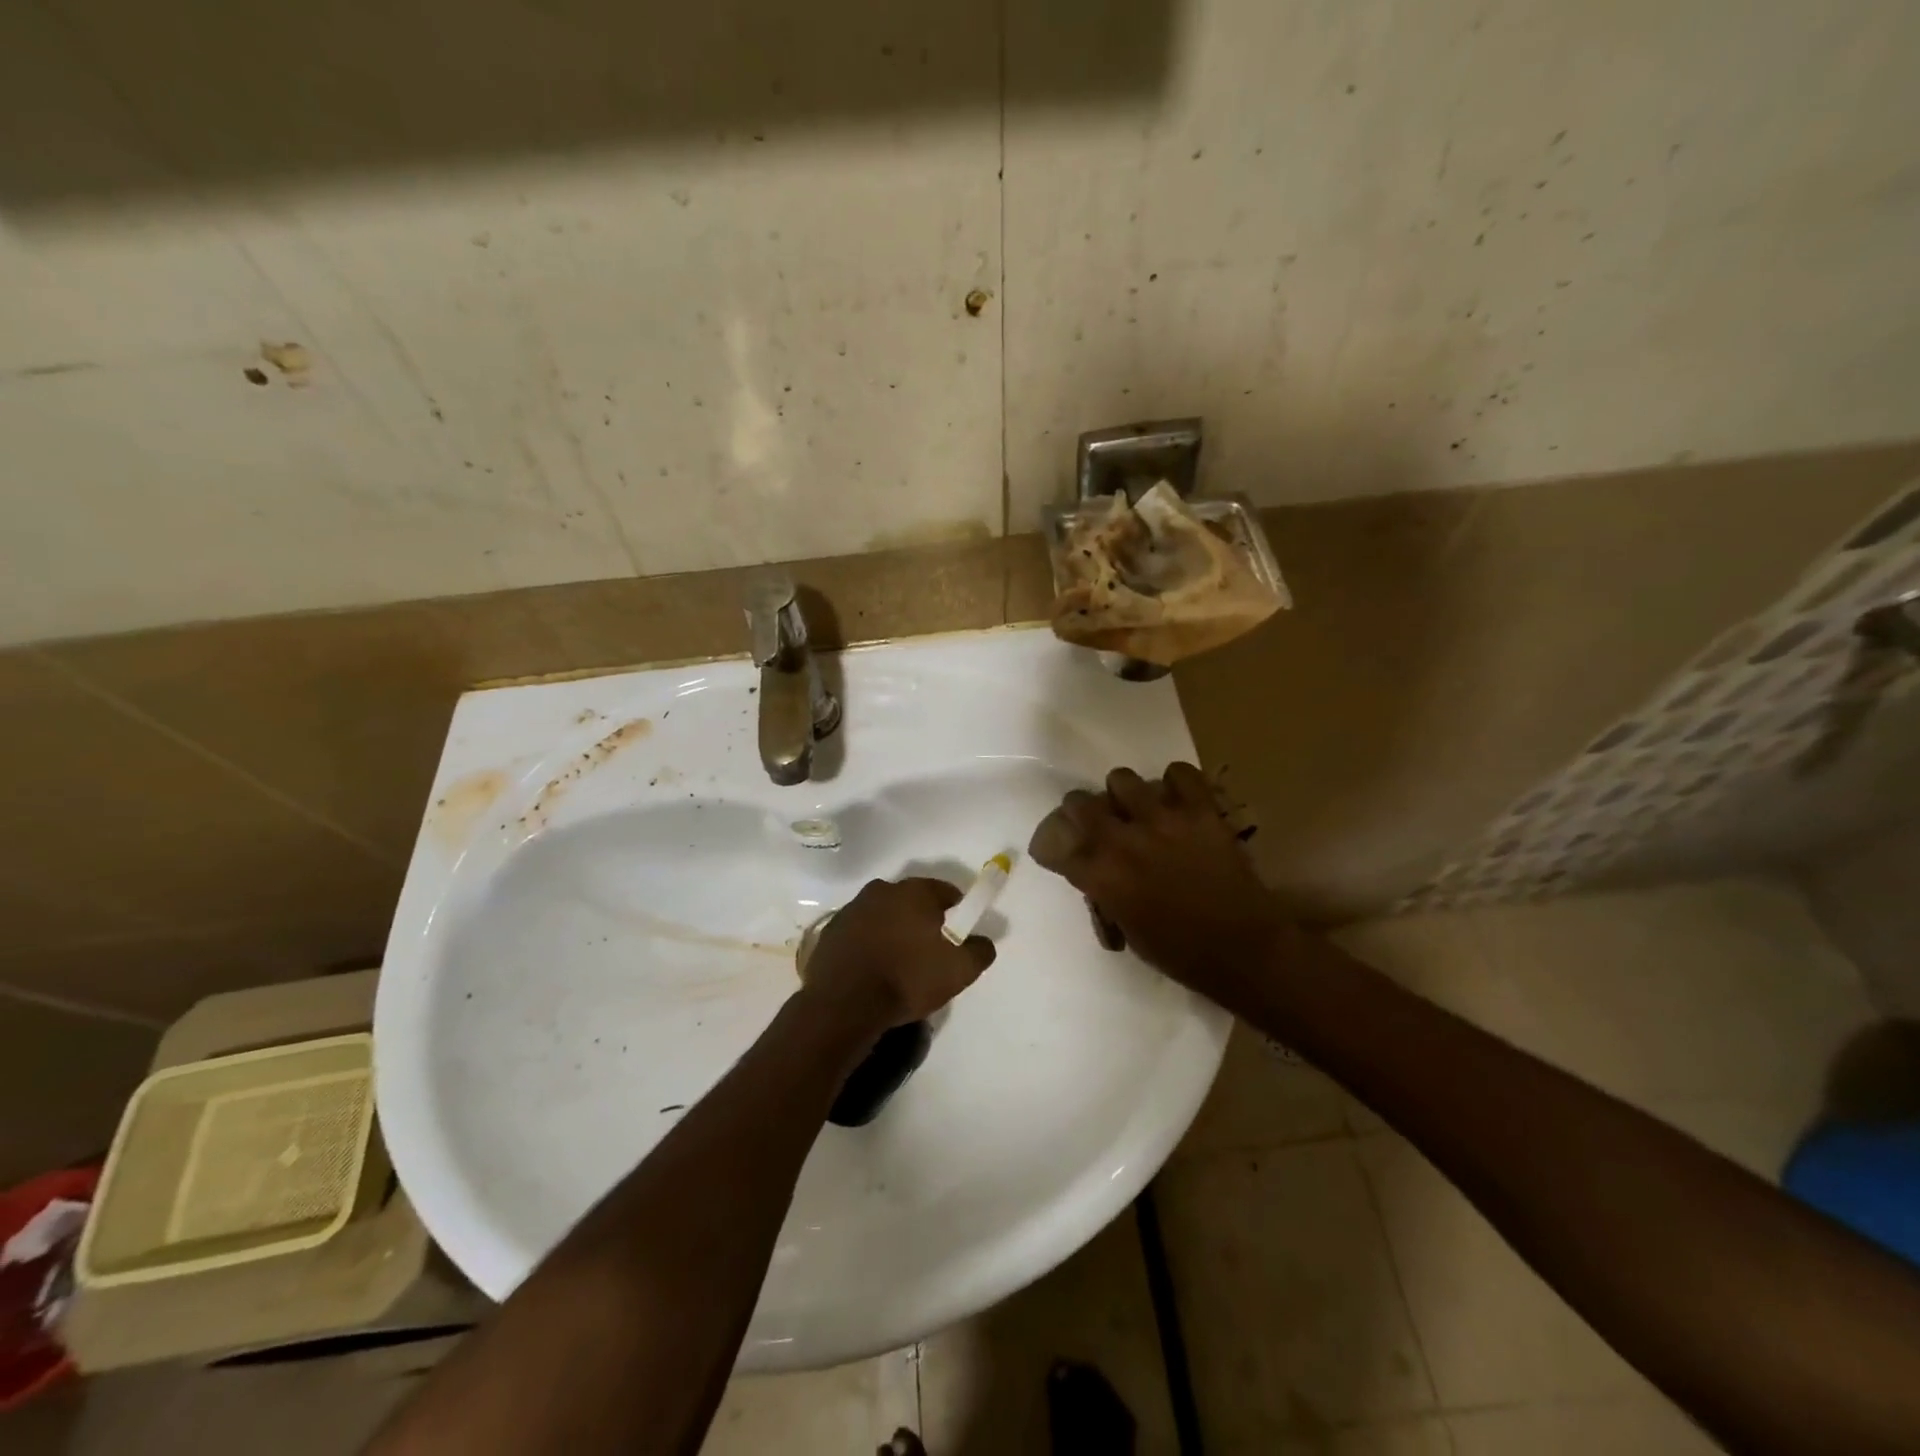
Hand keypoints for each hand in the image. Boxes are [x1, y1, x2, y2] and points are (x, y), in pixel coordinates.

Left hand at [802, 877, 996, 1028]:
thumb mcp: (959, 971)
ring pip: (883, 915)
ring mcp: (852, 909)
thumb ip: (980, 950)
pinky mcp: (830, 931)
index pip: (945, 892)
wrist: (845, 1004)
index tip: (958, 936)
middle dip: (922, 920)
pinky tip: (873, 970)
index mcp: (914, 891)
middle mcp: (882, 890)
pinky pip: (859, 932)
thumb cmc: (908, 979)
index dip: (956, 912)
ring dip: (893, 931)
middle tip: (930, 952)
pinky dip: (868, 944)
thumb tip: (982, 941)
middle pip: (911, 901)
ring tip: (899, 964)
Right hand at [1028, 763, 1292, 1008]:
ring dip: (1123, 795)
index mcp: (1100, 875)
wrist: (1244, 949)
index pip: (1055, 844)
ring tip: (1138, 808)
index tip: (1059, 850)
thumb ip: (1105, 893)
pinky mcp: (1199, 810)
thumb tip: (1096, 873)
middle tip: (1096, 822)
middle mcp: (1122, 840)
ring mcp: (1162, 819)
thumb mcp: (1127, 929)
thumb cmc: (1181, 952)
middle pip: (1079, 802)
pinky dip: (1175, 783)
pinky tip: (1178, 799)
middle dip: (1080, 811)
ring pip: (1122, 779)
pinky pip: (1179, 773)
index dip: (1052, 845)